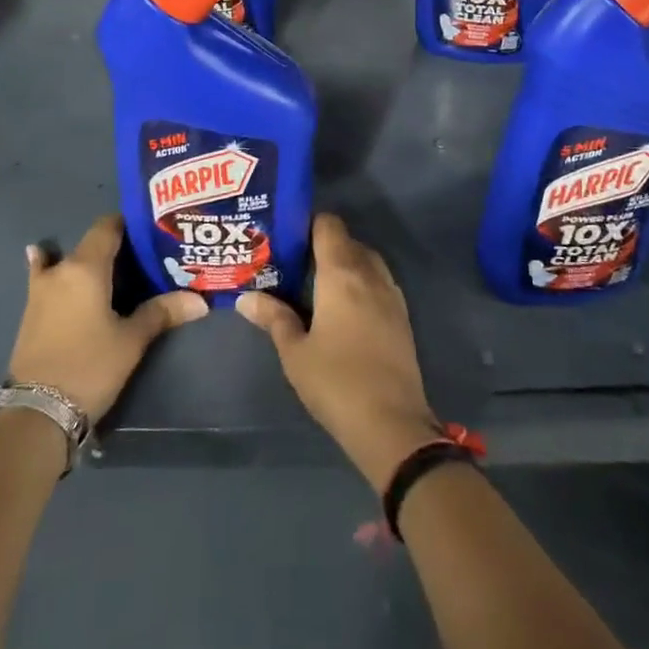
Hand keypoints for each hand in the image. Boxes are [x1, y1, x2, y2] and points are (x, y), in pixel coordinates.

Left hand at [9, 214, 207, 422]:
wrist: (37, 413)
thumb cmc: (90, 367)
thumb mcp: (131, 340)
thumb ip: (162, 312)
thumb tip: (200, 300)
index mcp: (86, 267)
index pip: (107, 227)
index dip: (129, 223)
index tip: (152, 230)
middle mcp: (61, 270)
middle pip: (91, 245)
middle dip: (115, 248)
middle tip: (145, 257)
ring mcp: (40, 290)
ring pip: (68, 262)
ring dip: (87, 261)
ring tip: (112, 268)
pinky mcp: (31, 312)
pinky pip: (44, 277)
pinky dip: (48, 267)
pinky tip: (44, 260)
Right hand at [238, 214, 443, 490]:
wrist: (392, 424)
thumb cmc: (336, 382)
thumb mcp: (294, 352)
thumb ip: (274, 317)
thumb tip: (247, 297)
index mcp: (342, 273)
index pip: (328, 225)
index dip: (307, 223)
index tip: (285, 237)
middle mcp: (370, 273)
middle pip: (347, 240)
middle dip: (322, 246)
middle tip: (294, 264)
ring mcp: (391, 294)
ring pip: (366, 261)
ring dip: (344, 264)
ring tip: (315, 285)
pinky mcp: (402, 316)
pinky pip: (378, 282)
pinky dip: (361, 283)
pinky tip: (342, 309)